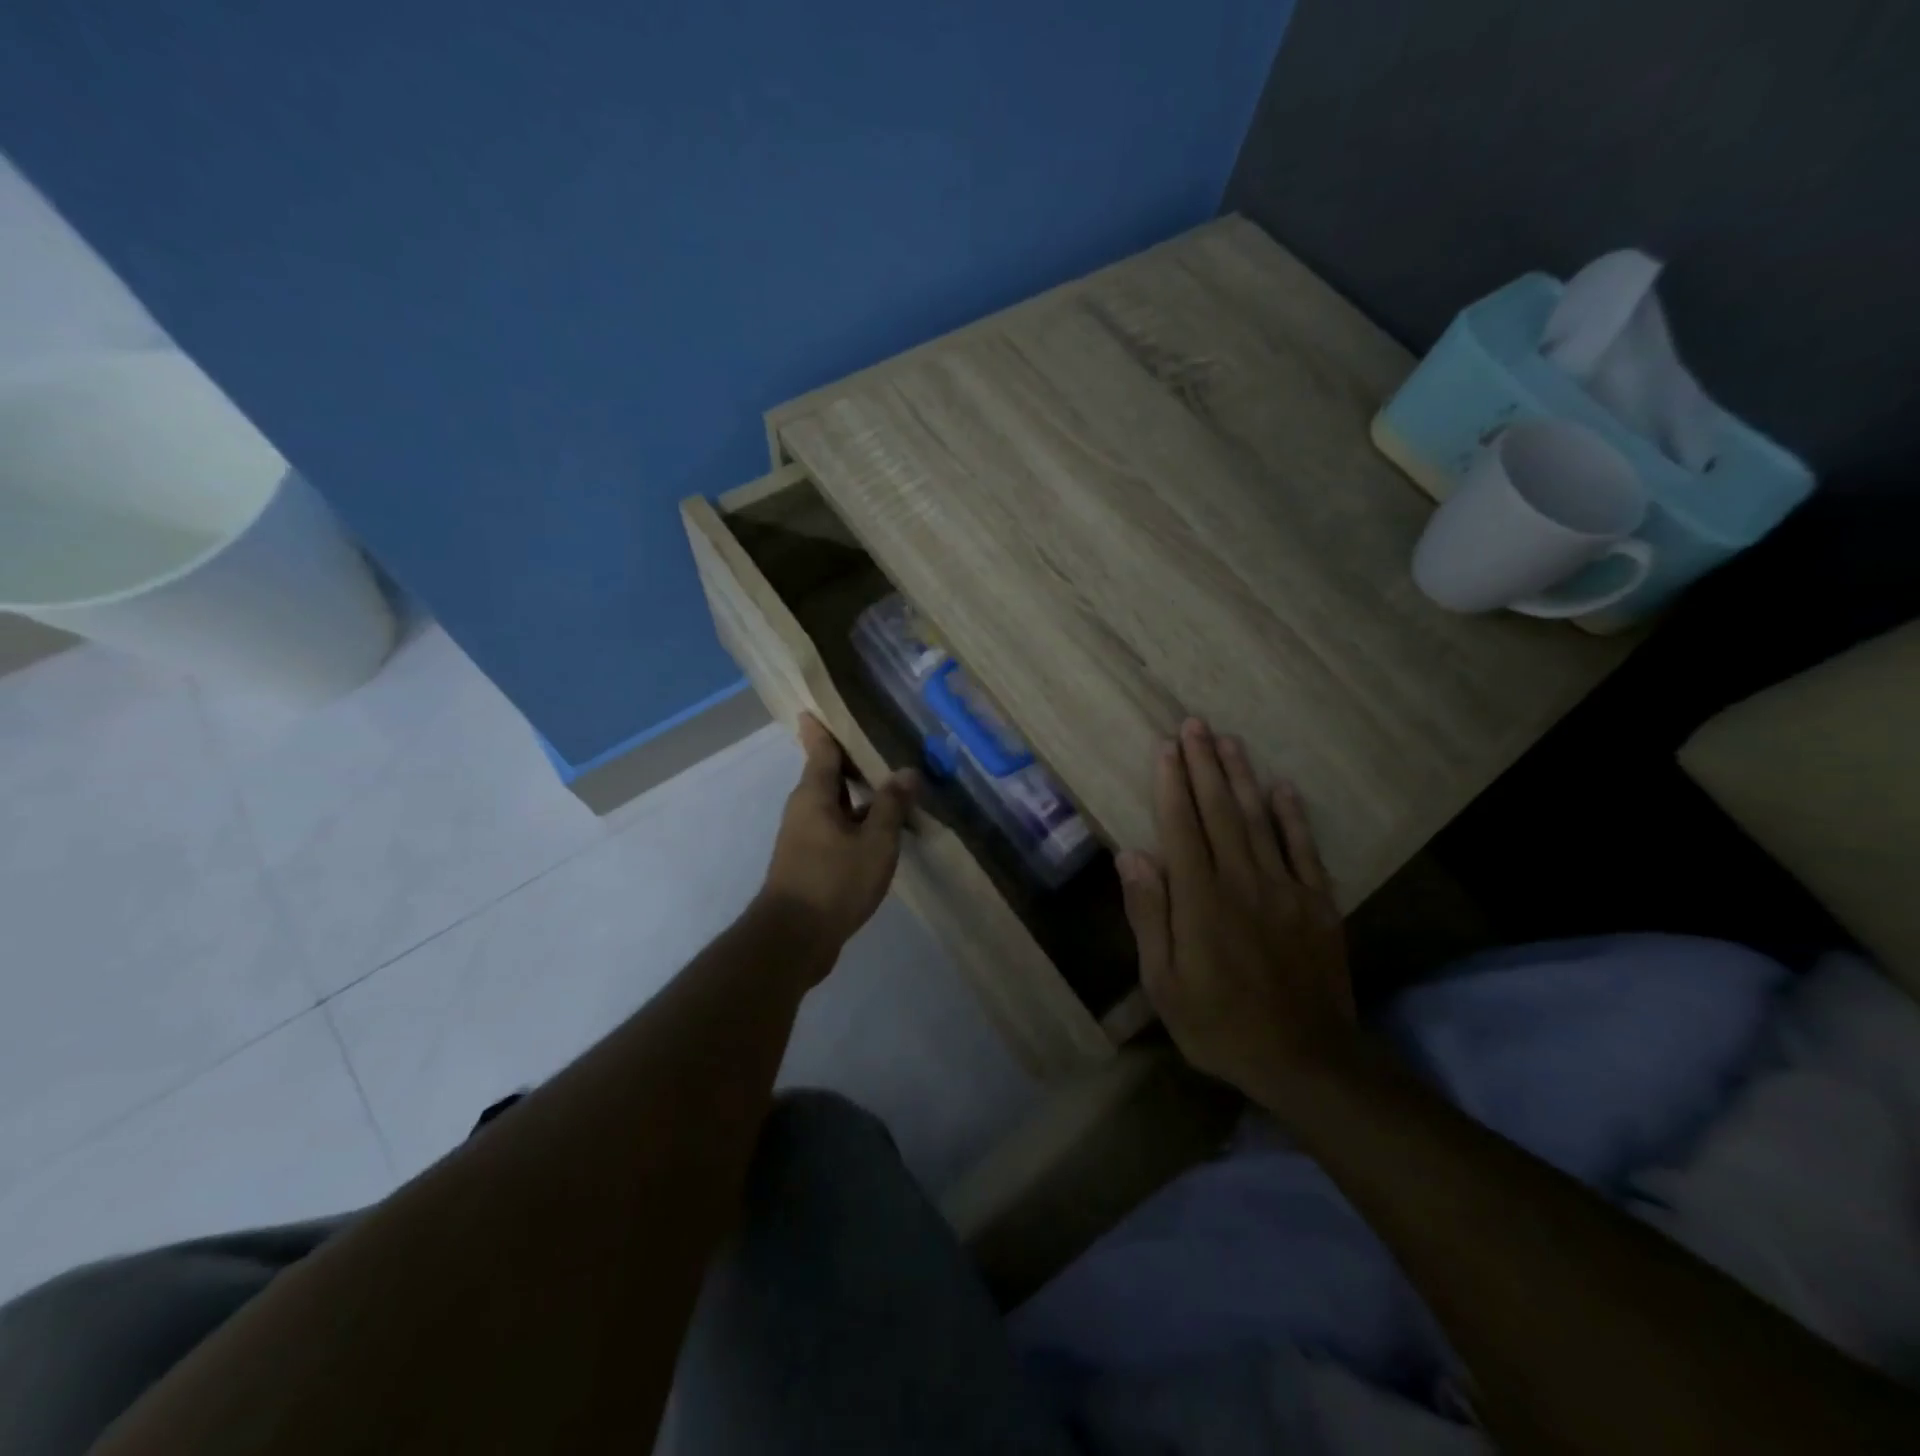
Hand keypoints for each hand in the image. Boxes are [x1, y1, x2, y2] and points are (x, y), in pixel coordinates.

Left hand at [759, 713, 916, 963]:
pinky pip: (836, 827)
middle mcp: (804, 809)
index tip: (817, 706)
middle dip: (849, 759)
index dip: (821, 728)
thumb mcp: (874, 842)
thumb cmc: (834, 881)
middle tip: (878, 740)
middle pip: (827, 775)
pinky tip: (880, 828)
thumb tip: (907, 772)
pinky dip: (856, 820)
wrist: (795, 939)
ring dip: (858, 793)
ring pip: (834, 803)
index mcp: (813, 795)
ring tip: (890, 783)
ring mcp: (804, 837)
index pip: (819, 749)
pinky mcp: (809, 861)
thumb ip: (891, 805)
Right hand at [1116, 718, 1357, 1103]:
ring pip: (1260, 819)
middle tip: (1195, 724)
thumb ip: (1149, 914)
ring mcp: (1285, 889)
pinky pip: (1304, 849)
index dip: (1172, 783)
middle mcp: (1242, 880)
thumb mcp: (1163, 982)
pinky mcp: (1318, 903)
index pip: (1182, 826)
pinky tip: (1282, 787)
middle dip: (1204, 764)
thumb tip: (1131, 855)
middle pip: (1220, 811)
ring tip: (1228, 740)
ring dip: (1242, 777)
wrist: (1305, 1060)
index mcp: (1200, 899)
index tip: (1166, 748)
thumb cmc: (1219, 1024)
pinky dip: (1293, 816)